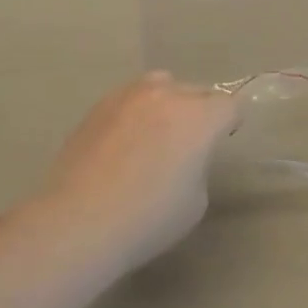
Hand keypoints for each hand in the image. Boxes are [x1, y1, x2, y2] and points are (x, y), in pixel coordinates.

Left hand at [43, 72, 240, 270]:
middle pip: (197, 91)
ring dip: (167, 103)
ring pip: (161, 85)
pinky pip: (130, 98)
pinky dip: (136, 112)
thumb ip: (198, 165)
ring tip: (155, 133)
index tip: (221, 142)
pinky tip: (123, 142)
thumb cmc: (147, 219)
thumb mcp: (195, 201)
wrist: (78, 222)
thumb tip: (183, 155)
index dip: (230, 123)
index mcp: (198, 117)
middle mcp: (166, 96)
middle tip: (189, 144)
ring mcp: (128, 96)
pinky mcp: (98, 106)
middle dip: (200, 112)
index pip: (229, 105)